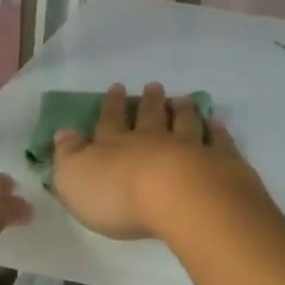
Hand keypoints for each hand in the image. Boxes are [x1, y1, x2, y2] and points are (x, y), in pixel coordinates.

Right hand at [50, 83, 270, 241]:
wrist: (180, 198)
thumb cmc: (119, 194)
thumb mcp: (75, 178)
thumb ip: (68, 156)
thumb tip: (63, 134)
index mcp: (116, 145)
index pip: (111, 121)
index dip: (112, 105)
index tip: (117, 88)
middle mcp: (153, 140)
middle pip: (151, 117)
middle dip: (150, 102)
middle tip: (153, 86)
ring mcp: (190, 147)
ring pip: (185, 123)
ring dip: (183, 110)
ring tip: (183, 100)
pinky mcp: (221, 162)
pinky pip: (218, 141)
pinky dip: (217, 131)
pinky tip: (217, 124)